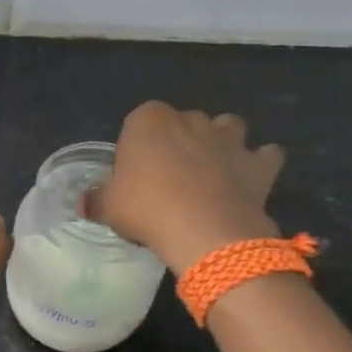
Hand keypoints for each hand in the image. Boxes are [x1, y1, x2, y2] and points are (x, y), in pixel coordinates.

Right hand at [91, 102, 284, 273]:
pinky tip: (247, 181)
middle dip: (177, 142)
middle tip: (167, 179)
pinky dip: (259, 163)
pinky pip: (265, 155)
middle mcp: (191, 119)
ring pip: (227, 127)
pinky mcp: (258, 163)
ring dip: (221, 142)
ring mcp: (229, 138)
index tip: (133, 175)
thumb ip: (96, 200)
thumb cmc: (147, 209)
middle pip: (182, 123)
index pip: (137, 122)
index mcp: (149, 120)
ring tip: (209, 172)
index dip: (136, 147)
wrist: (204, 232)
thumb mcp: (107, 207)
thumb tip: (86, 203)